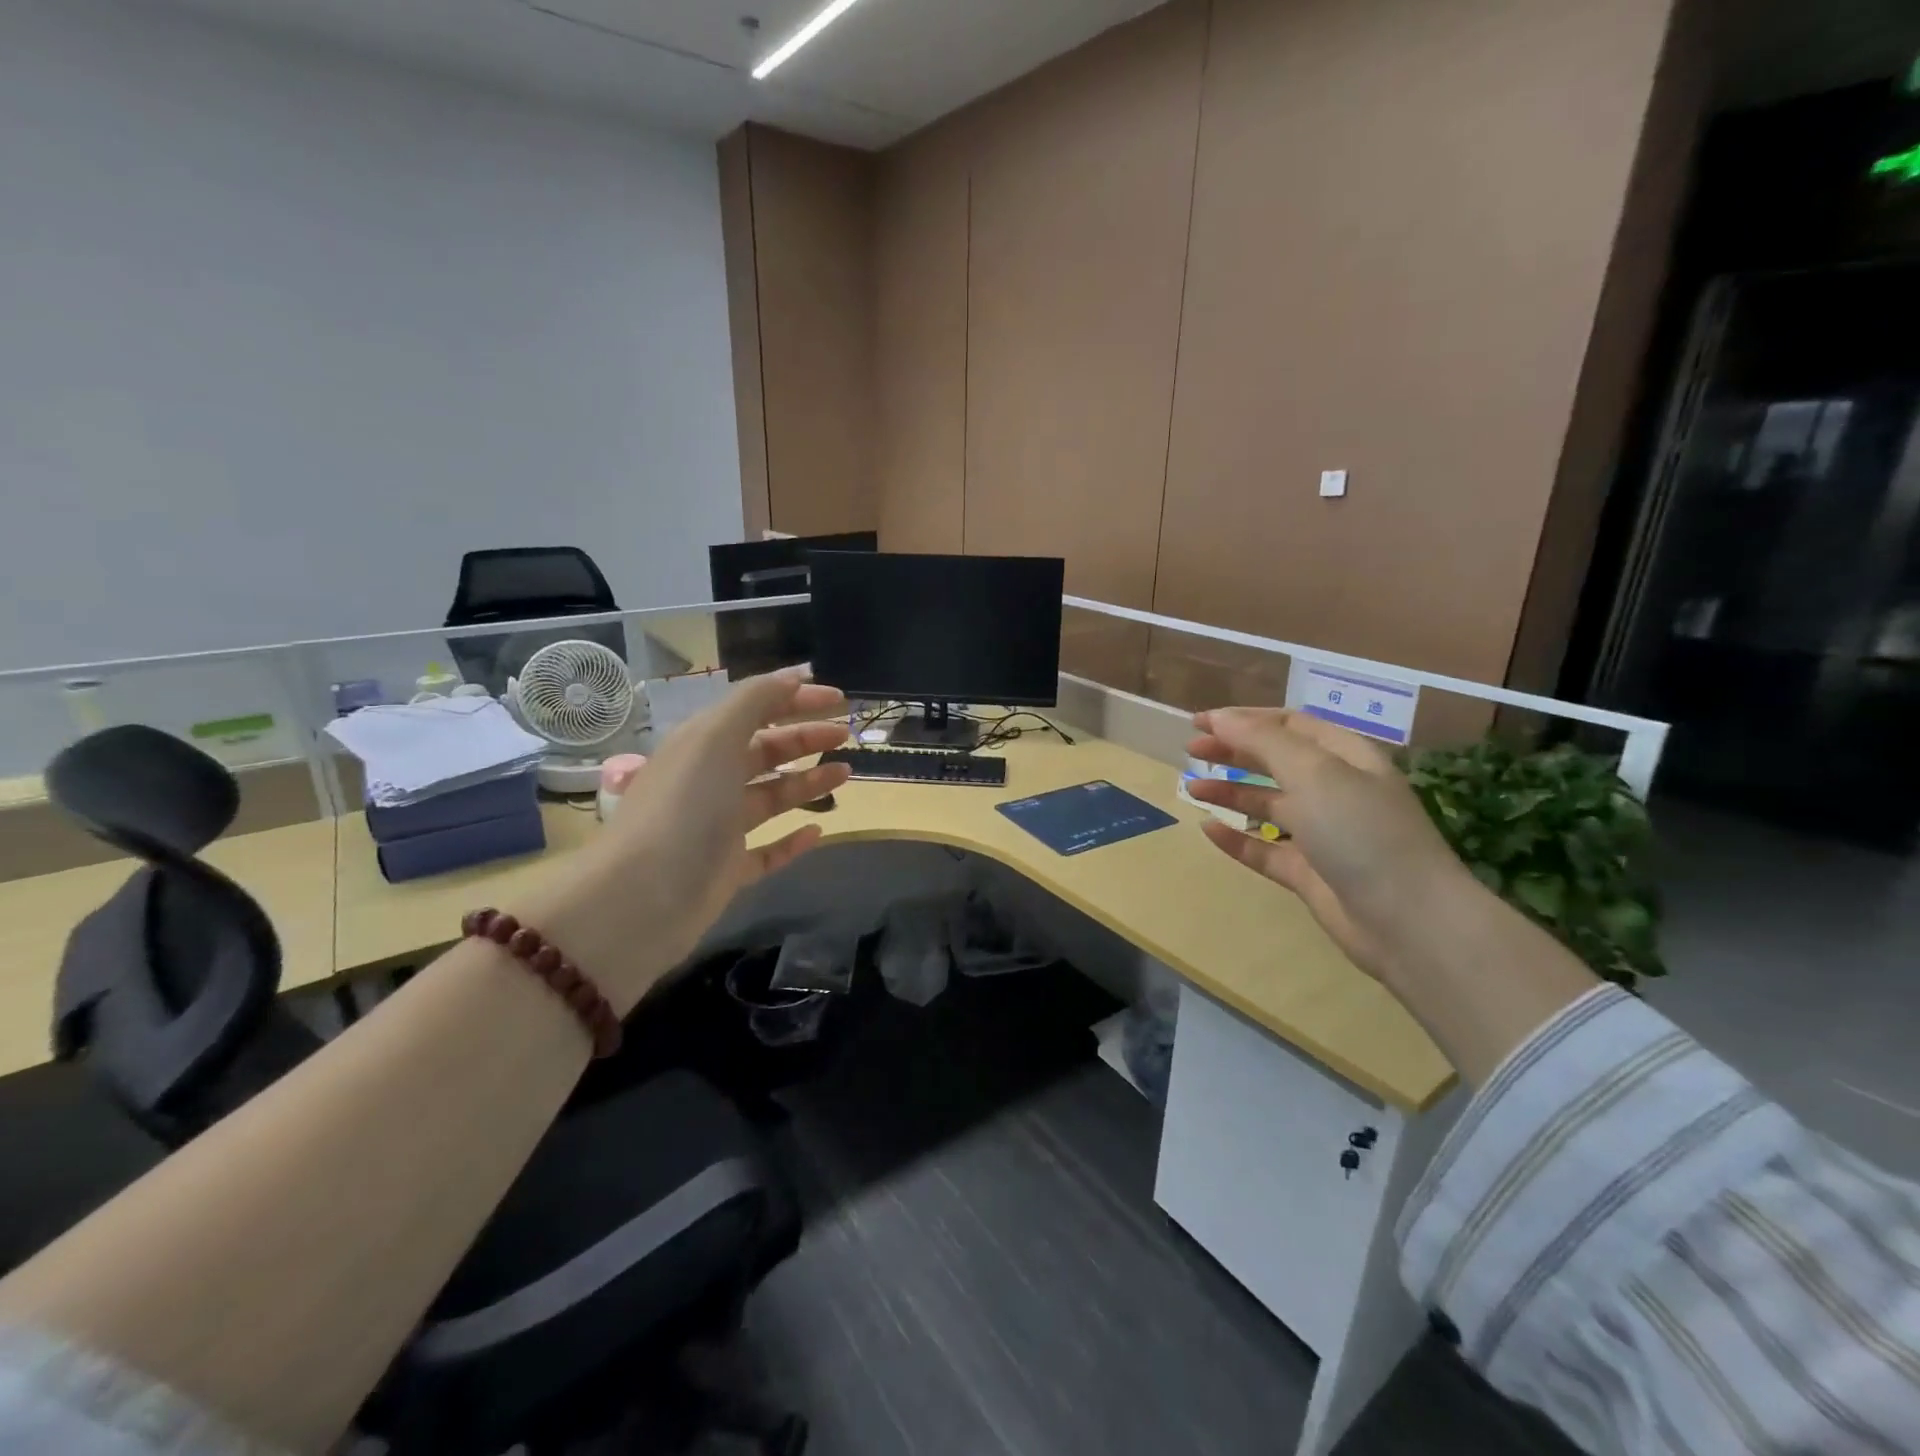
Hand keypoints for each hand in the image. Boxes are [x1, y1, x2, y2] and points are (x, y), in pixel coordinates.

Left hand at [511, 669, 850, 1009]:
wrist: (641, 899)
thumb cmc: (683, 808)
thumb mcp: (715, 739)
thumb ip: (755, 701)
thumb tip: (796, 674)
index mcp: (702, 745)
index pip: (754, 710)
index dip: (795, 699)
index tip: (839, 700)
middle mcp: (709, 781)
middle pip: (764, 750)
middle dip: (805, 737)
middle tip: (846, 734)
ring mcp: (718, 828)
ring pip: (770, 797)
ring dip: (807, 781)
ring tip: (845, 773)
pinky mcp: (726, 871)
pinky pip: (767, 851)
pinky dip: (792, 840)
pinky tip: (818, 831)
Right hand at [1184, 708, 1469, 980]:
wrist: (1408, 921)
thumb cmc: (1362, 831)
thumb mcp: (1313, 772)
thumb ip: (1262, 741)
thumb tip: (1219, 718)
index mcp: (1345, 758)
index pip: (1289, 725)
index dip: (1244, 720)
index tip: (1200, 724)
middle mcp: (1335, 790)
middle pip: (1275, 761)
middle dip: (1233, 752)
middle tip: (1191, 753)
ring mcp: (1323, 834)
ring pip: (1268, 805)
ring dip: (1230, 793)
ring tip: (1192, 789)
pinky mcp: (1310, 873)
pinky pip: (1265, 850)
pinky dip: (1237, 839)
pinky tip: (1208, 831)